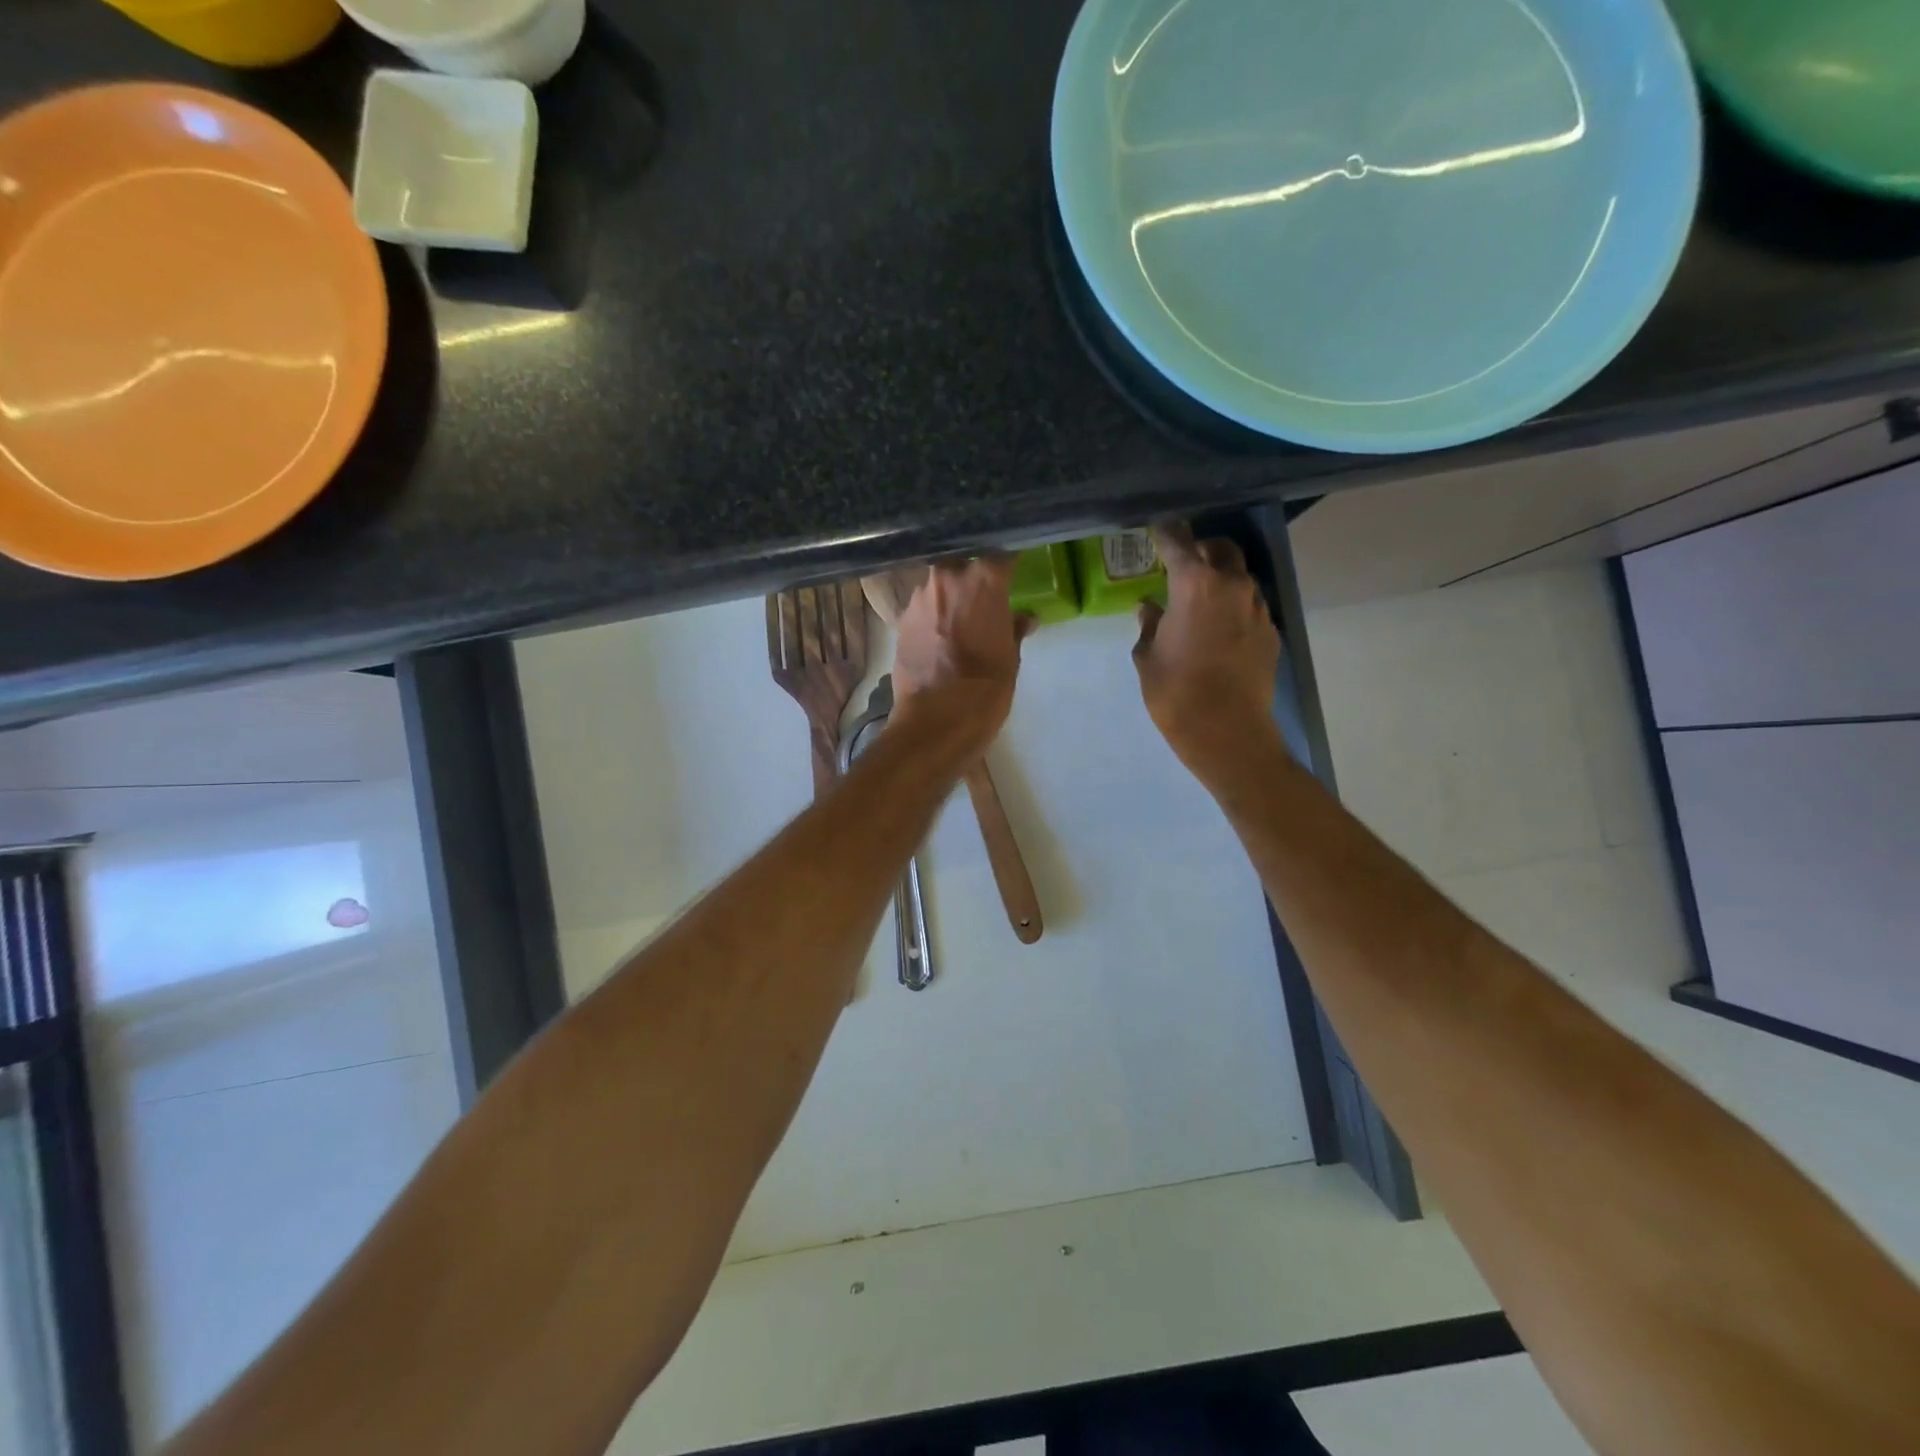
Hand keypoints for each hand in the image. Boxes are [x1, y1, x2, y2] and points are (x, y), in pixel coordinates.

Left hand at [892, 556, 1032, 763]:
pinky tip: (940, 637)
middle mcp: (947, 578)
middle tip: (985, 597)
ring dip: (950, 598)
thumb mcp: (1011, 658)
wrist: (936, 720)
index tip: (1014, 571)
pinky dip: (933, 617)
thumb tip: (1024, 618)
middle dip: (973, 577)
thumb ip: (1014, 629)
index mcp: (983, 579)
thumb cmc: (985, 688)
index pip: (1001, 556)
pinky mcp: (900, 621)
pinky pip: (923, 609)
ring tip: (961, 621)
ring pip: (939, 587)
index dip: (1008, 564)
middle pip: (963, 565)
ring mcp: (919, 598)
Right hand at [1133, 522, 1282, 784]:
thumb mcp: (1148, 657)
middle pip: (1221, 549)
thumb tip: (1150, 608)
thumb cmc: (1175, 692)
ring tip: (1202, 600)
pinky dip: (1234, 608)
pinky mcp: (1270, 632)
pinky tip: (1219, 630)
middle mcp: (1232, 586)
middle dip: (1202, 550)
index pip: (1178, 541)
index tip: (1157, 528)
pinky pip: (1250, 607)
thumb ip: (1150, 625)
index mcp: (1194, 584)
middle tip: (1183, 564)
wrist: (1227, 730)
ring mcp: (1257, 608)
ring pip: (1240, 577)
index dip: (1166, 532)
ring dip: (1221, 579)